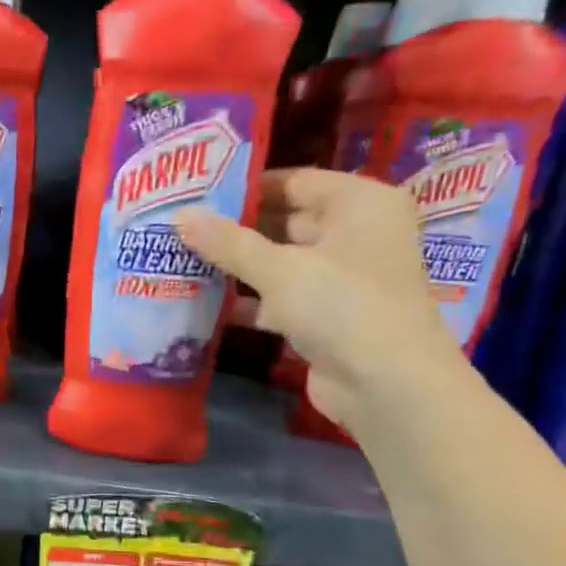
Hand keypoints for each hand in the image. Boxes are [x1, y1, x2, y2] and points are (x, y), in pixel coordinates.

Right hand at [174, 169, 463, 430]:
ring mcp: (341, 278)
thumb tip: (180, 214)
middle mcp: (354, 234)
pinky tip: (203, 303)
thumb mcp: (279, 269)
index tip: (196, 193)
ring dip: (236, 266)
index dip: (246, 186)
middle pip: (285, 220)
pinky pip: (279, 297)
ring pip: (279, 262)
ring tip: (182, 260)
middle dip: (234, 228)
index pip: (294, 181)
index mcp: (360, 203)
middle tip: (179, 228)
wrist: (385, 384)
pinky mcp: (325, 316)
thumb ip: (227, 242)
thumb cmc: (341, 306)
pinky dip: (247, 300)